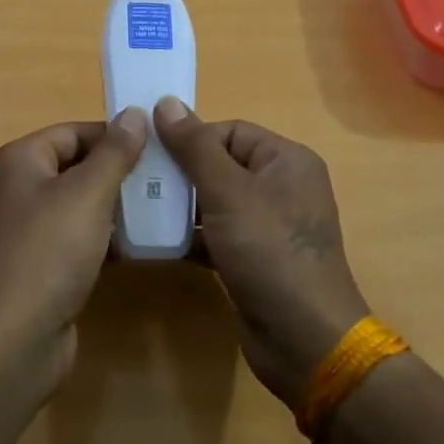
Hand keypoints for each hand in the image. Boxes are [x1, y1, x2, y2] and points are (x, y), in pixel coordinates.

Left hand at [0, 108, 147, 378]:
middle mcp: (17, 187)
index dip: (114, 136)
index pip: (73, 131)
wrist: (15, 338)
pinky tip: (139, 245)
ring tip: (159, 208)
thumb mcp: (88, 194)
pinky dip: (104, 236)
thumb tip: (133, 113)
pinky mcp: (38, 262)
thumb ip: (114, 152)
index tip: (158, 148)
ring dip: (115, 205)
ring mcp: (25, 228)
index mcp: (19, 160)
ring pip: (79, 203)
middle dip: (119, 172)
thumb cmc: (49, 252)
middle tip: (164, 179)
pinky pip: (76, 236)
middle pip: (76, 165)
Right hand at [153, 98, 370, 408]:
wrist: (305, 341)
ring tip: (140, 209)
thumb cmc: (269, 252)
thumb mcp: (228, 193)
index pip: (230, 131)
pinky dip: (191, 236)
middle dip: (181, 173)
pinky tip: (158, 242)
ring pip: (215, 201)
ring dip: (181, 205)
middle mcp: (282, 187)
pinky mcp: (255, 258)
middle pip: (220, 164)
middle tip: (138, 182)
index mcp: (286, 161)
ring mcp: (269, 226)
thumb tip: (166, 102)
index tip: (151, 154)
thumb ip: (195, 147)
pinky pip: (217, 233)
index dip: (191, 139)